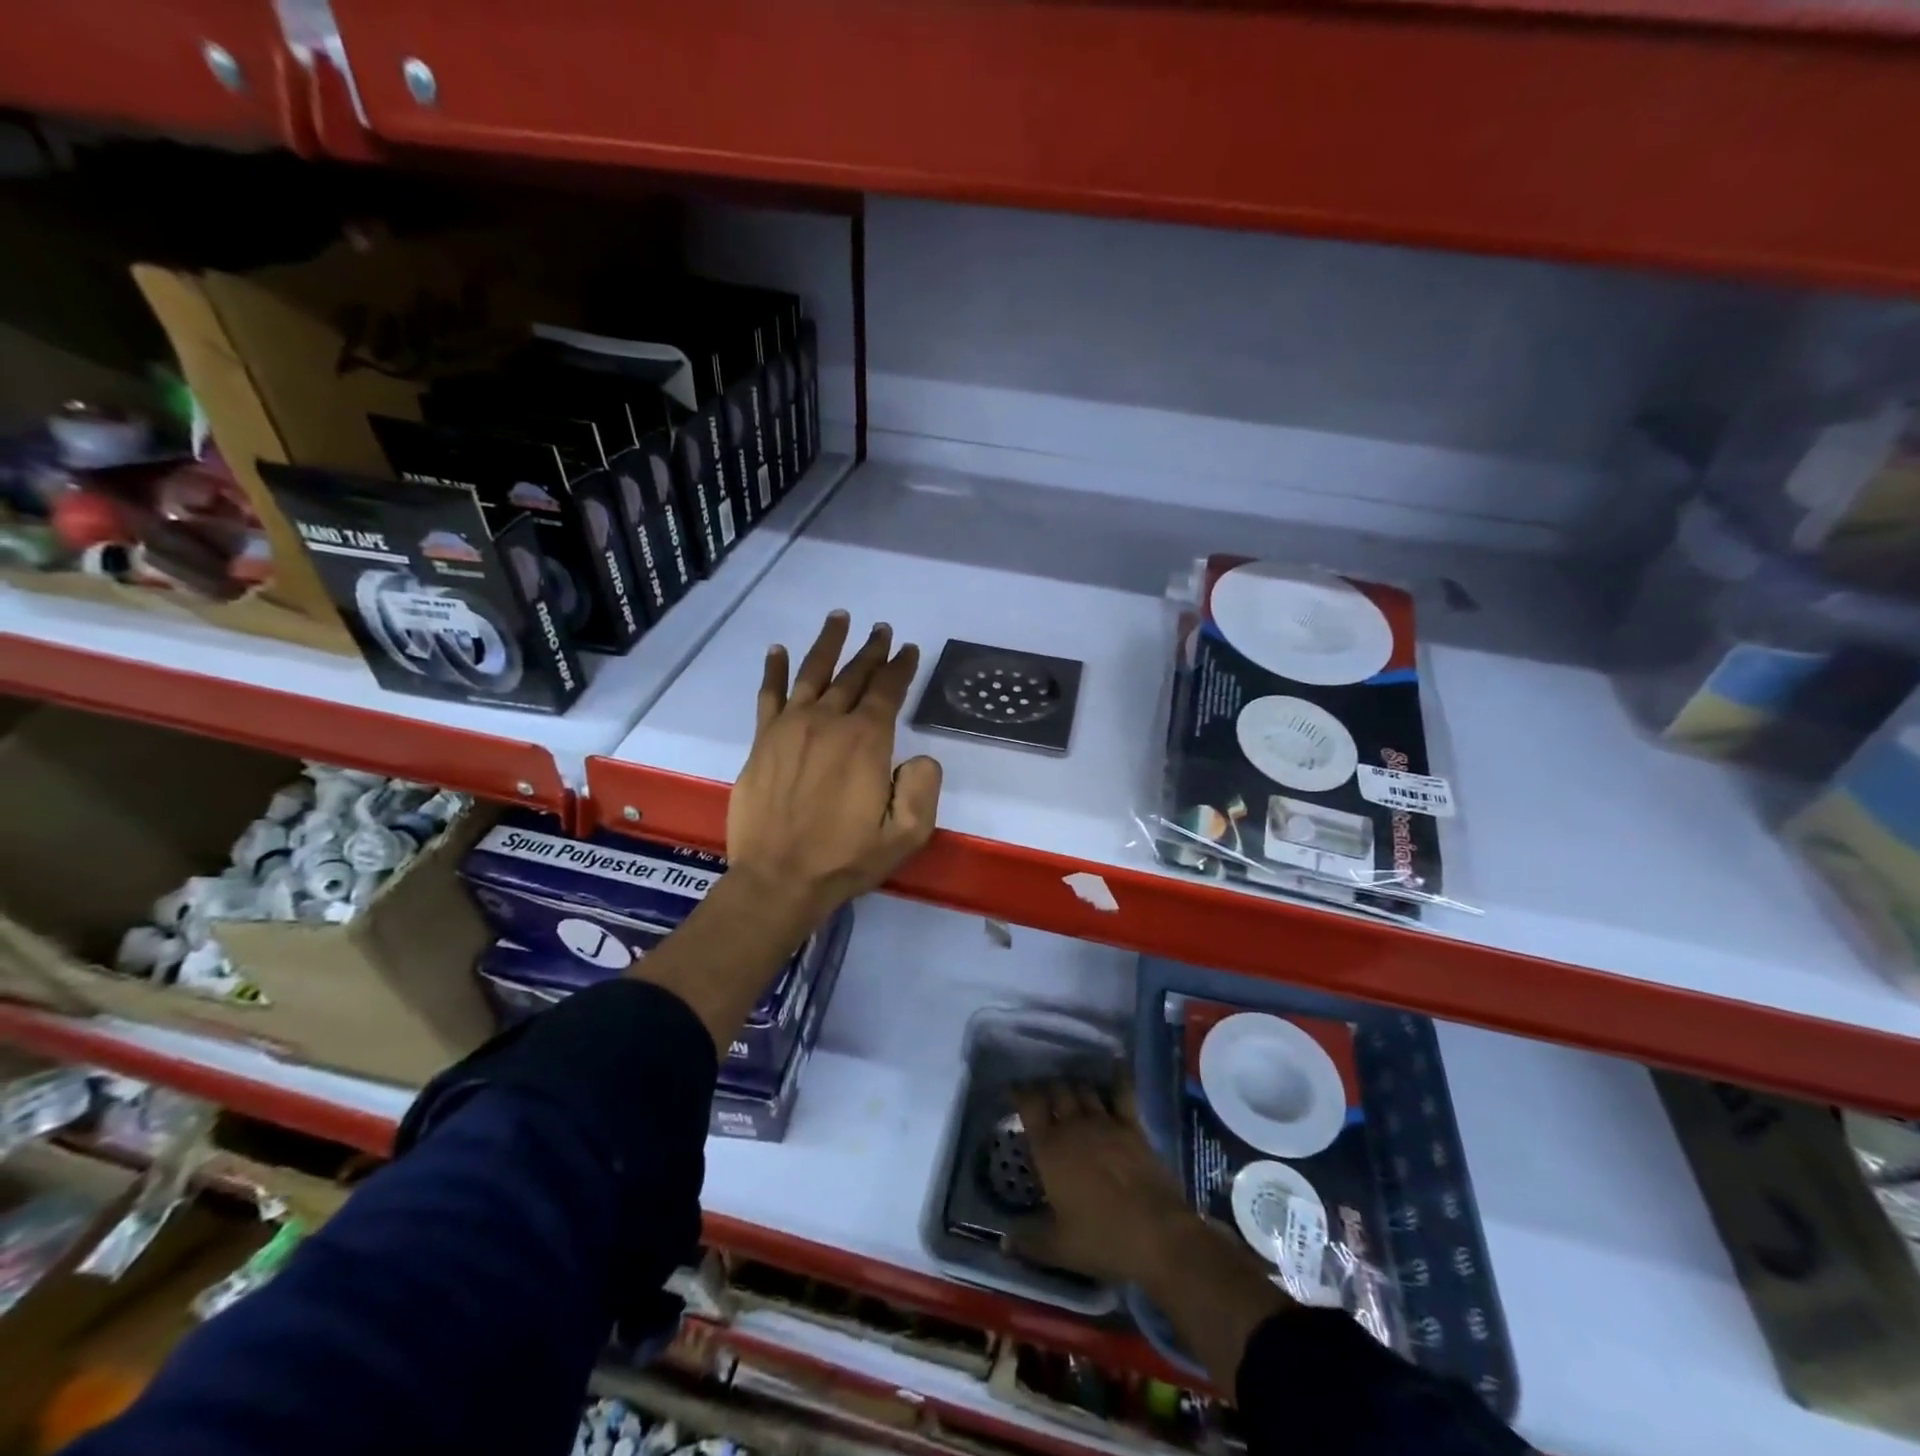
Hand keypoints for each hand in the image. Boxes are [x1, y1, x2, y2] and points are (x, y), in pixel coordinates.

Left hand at [727, 611, 942, 925]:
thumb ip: (924, 788)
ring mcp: (790, 728)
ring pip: (812, 673)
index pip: (888, 691)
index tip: (908, 649)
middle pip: (853, 675)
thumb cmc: (846, 859)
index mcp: (866, 741)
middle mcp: (828, 722)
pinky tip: (778, 650)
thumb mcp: (907, 834)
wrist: (778, 879)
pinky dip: (775, 670)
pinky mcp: (763, 741)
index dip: (900, 667)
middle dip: (871, 650)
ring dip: (828, 644)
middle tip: (881, 630)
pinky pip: (769, 695)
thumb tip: (920, 757)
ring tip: (839, 618)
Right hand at [1010, 1078, 1291, 1388]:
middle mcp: (1073, 1126)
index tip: (1014, 1089)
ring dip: (1074, 1085)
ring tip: (1069, 1087)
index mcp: (1049, 1149)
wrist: (1157, 1234)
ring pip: (1084, 1089)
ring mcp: (1104, 1122)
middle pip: (1056, 1090)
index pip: (1029, 1105)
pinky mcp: (1131, 1125)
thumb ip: (1028, 1240)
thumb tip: (1002, 1242)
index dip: (1020, 1092)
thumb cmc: (1102, 1239)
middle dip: (1047, 1086)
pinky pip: (1122, 1092)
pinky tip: (1116, 1062)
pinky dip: (1117, 1075)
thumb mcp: (1059, 1247)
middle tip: (1042, 1091)